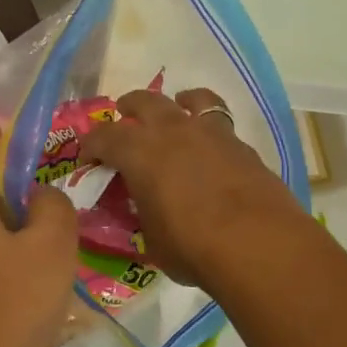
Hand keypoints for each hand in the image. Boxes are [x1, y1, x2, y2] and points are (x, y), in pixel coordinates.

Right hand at [80, 87, 302, 287]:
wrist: (258, 244)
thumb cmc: (192, 246)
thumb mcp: (152, 239)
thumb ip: (144, 216)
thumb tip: (145, 210)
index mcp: (140, 152)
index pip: (105, 137)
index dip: (92, 145)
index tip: (88, 156)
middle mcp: (173, 131)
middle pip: (146, 102)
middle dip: (130, 106)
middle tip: (124, 115)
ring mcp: (212, 133)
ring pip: (192, 99)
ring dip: (177, 102)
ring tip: (177, 108)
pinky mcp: (242, 146)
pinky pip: (220, 123)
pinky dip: (209, 127)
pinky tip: (210, 146)